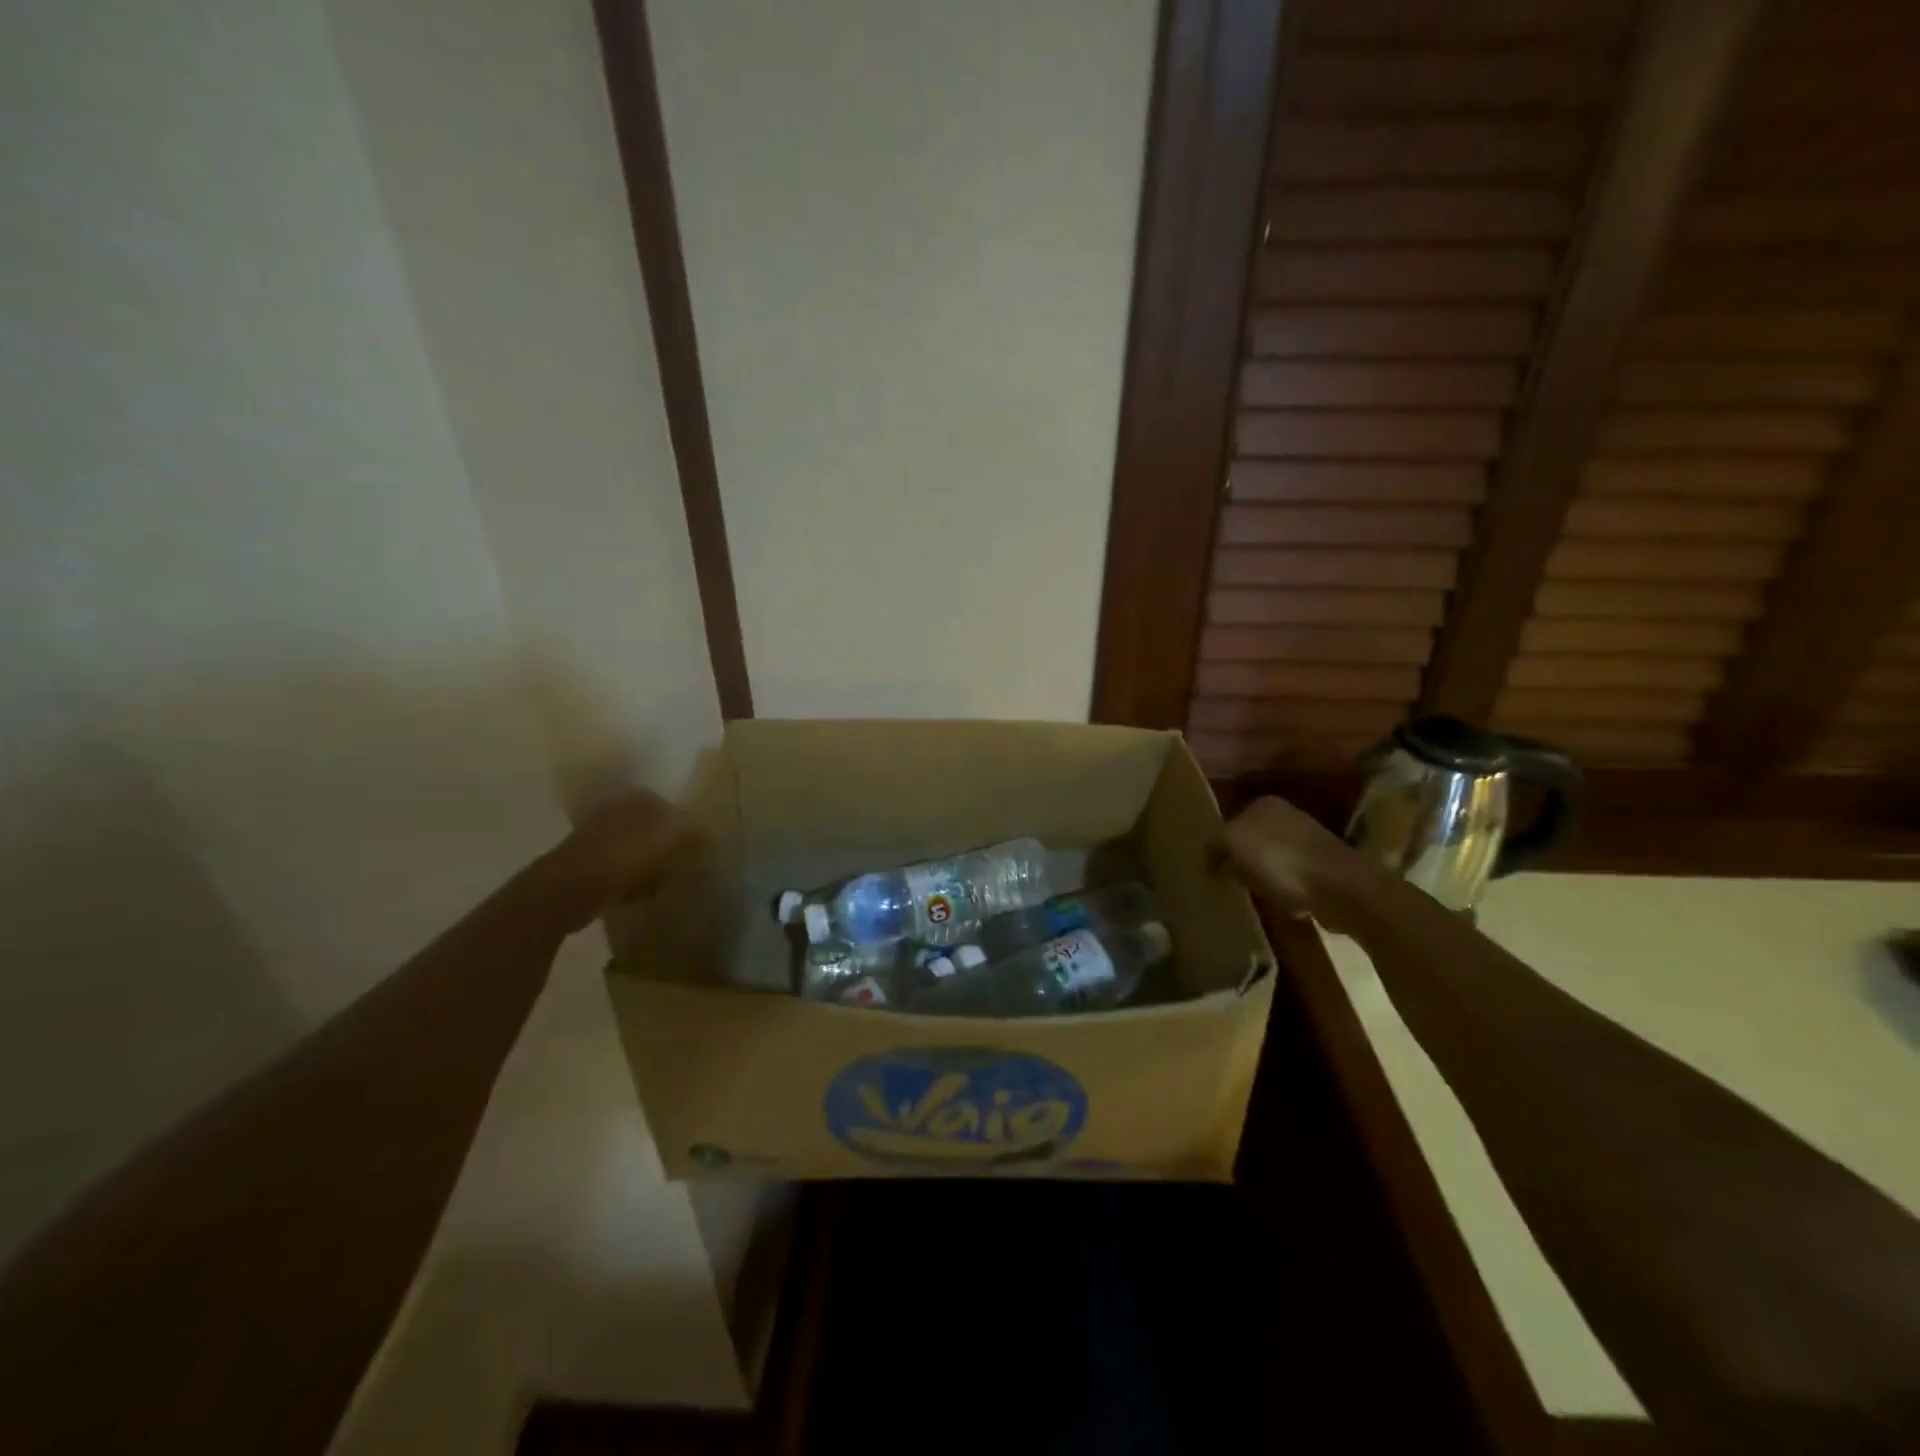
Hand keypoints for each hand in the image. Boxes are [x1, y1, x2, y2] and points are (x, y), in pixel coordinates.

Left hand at [554, 789, 698, 910]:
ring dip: (646, 866)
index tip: (696, 850)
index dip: (686, 828)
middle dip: (665, 846)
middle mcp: (618, 808)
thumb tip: (706, 835)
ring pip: (634, 849)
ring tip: (660, 884)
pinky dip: (628, 882)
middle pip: (652, 828)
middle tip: (680, 867)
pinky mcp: (583, 864)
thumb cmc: (629, 855)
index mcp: (641, 797)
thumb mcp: (677, 838)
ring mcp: (596, 835)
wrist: (573, 887)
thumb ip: (695, 833)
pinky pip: (616, 871)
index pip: (672, 807)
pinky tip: (636, 896)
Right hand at [1223, 796, 1376, 933]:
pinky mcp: (1325, 867)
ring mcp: (1310, 841)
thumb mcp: (1232, 843)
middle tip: (1231, 882)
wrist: (1339, 887)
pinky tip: (1283, 902)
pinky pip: (1293, 879)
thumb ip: (1216, 845)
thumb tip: (1214, 858)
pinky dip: (1286, 890)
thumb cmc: (1279, 859)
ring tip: (1256, 895)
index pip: (1231, 822)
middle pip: (1253, 840)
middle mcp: (1288, 815)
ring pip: (1273, 859)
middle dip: (1243, 860)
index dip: (1221, 847)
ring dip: (1265, 876)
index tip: (1213, 869)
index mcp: (1264, 804)